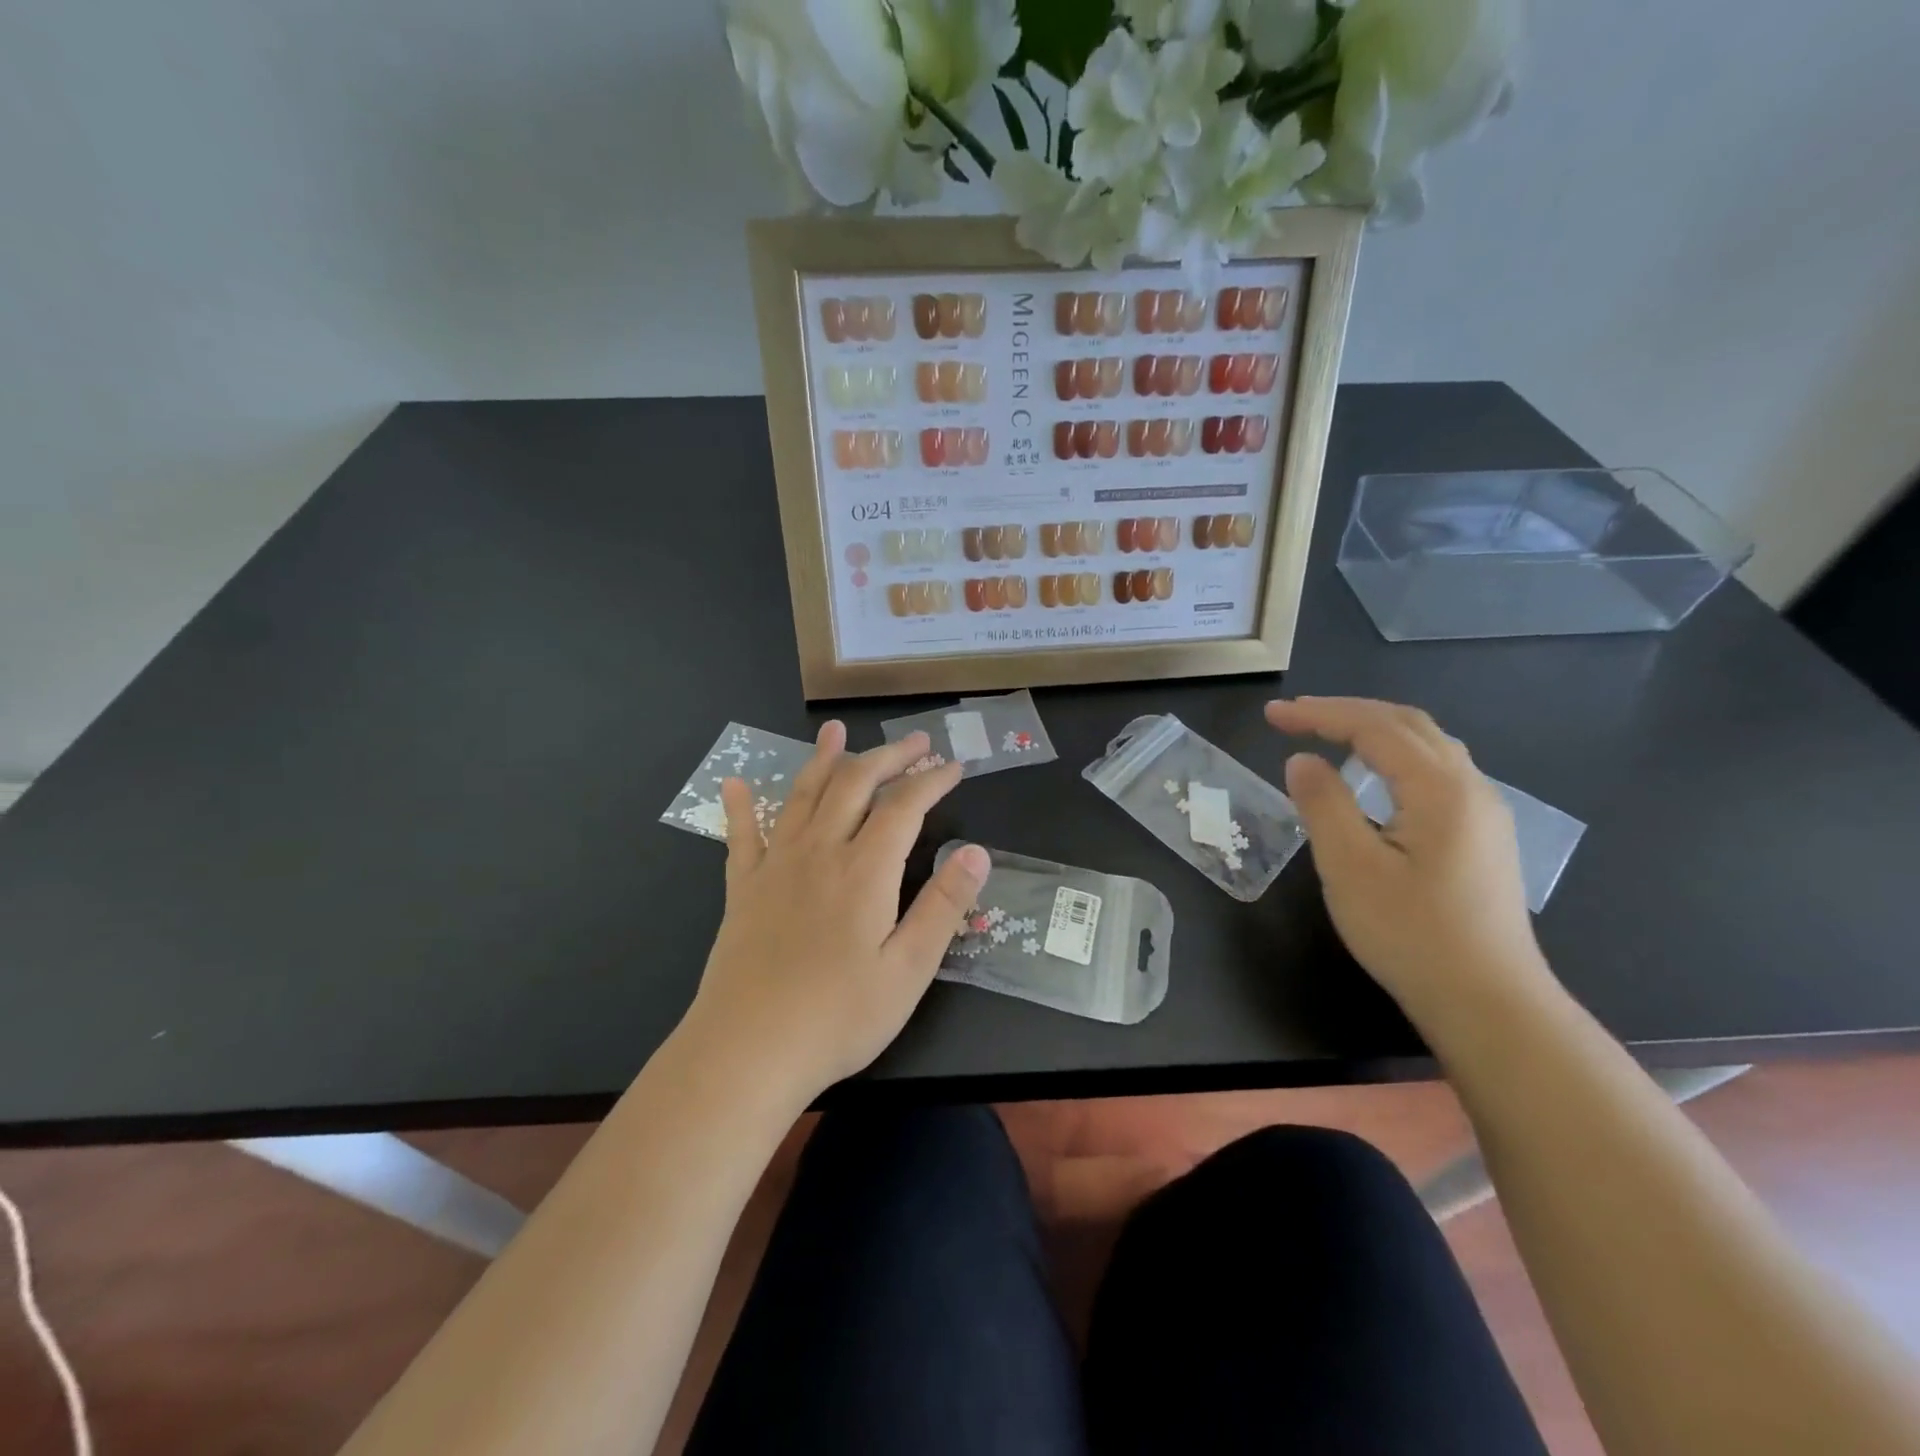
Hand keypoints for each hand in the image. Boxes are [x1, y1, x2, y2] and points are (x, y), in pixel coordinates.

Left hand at [680, 721, 989, 1104]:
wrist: (747, 1050)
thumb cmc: (838, 1017)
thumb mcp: (909, 969)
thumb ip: (943, 906)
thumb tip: (975, 852)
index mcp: (865, 870)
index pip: (904, 806)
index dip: (931, 779)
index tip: (954, 765)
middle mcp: (819, 852)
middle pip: (855, 784)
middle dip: (888, 756)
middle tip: (915, 741)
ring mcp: (776, 865)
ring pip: (803, 794)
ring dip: (824, 758)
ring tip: (836, 731)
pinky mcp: (742, 887)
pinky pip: (741, 833)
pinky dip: (740, 804)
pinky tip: (735, 781)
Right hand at [1265, 697, 1550, 1024]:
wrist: (1489, 1003)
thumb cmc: (1412, 935)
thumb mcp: (1350, 868)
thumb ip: (1323, 804)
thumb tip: (1302, 761)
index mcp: (1440, 789)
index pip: (1374, 727)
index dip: (1319, 714)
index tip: (1271, 715)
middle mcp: (1471, 788)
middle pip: (1407, 724)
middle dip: (1346, 711)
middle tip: (1293, 716)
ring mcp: (1484, 813)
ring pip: (1427, 745)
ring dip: (1373, 729)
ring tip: (1327, 733)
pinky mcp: (1483, 837)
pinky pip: (1436, 770)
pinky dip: (1394, 754)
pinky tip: (1374, 776)